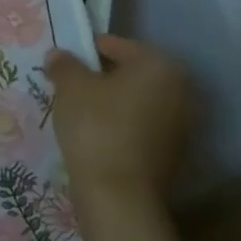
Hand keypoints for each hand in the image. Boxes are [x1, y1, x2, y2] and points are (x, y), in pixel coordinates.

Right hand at [46, 33, 194, 214]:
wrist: (119, 195)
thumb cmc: (96, 126)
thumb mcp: (70, 85)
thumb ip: (64, 63)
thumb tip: (59, 55)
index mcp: (159, 65)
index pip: (117, 45)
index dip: (88, 50)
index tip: (66, 63)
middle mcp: (179, 90)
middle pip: (131, 73)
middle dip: (102, 76)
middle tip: (71, 84)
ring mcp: (180, 125)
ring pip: (136, 100)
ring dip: (112, 101)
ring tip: (79, 110)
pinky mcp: (173, 153)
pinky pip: (141, 126)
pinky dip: (121, 124)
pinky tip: (96, 133)